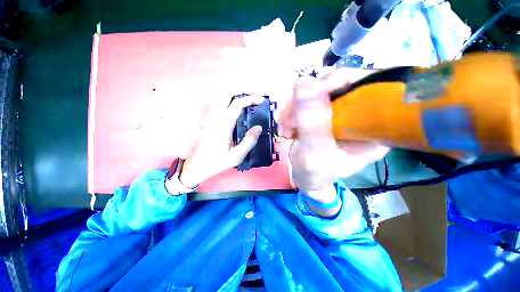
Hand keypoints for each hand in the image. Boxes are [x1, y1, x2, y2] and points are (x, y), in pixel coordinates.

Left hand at [178, 94, 264, 187]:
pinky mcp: (209, 120)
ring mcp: (211, 117)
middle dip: (242, 91)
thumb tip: (259, 127)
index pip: (237, 104)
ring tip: (247, 99)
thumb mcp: (237, 156)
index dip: (250, 99)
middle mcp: (216, 117)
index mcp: (223, 125)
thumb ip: (249, 141)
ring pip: (222, 97)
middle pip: (227, 94)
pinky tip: (237, 107)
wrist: (199, 166)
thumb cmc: (218, 161)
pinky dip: (230, 100)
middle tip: (254, 95)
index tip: (261, 100)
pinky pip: (220, 104)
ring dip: (235, 95)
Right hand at [280, 69, 389, 215]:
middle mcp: (362, 113)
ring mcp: (341, 111)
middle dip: (305, 102)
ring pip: (316, 92)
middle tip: (289, 123)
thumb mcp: (314, 153)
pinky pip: (306, 100)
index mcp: (375, 125)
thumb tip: (305, 82)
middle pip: (335, 85)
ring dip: (294, 108)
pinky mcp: (325, 112)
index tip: (305, 101)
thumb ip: (311, 123)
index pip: (366, 86)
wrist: (307, 178)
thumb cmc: (315, 173)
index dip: (333, 84)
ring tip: (286, 130)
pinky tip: (287, 127)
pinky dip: (292, 111)